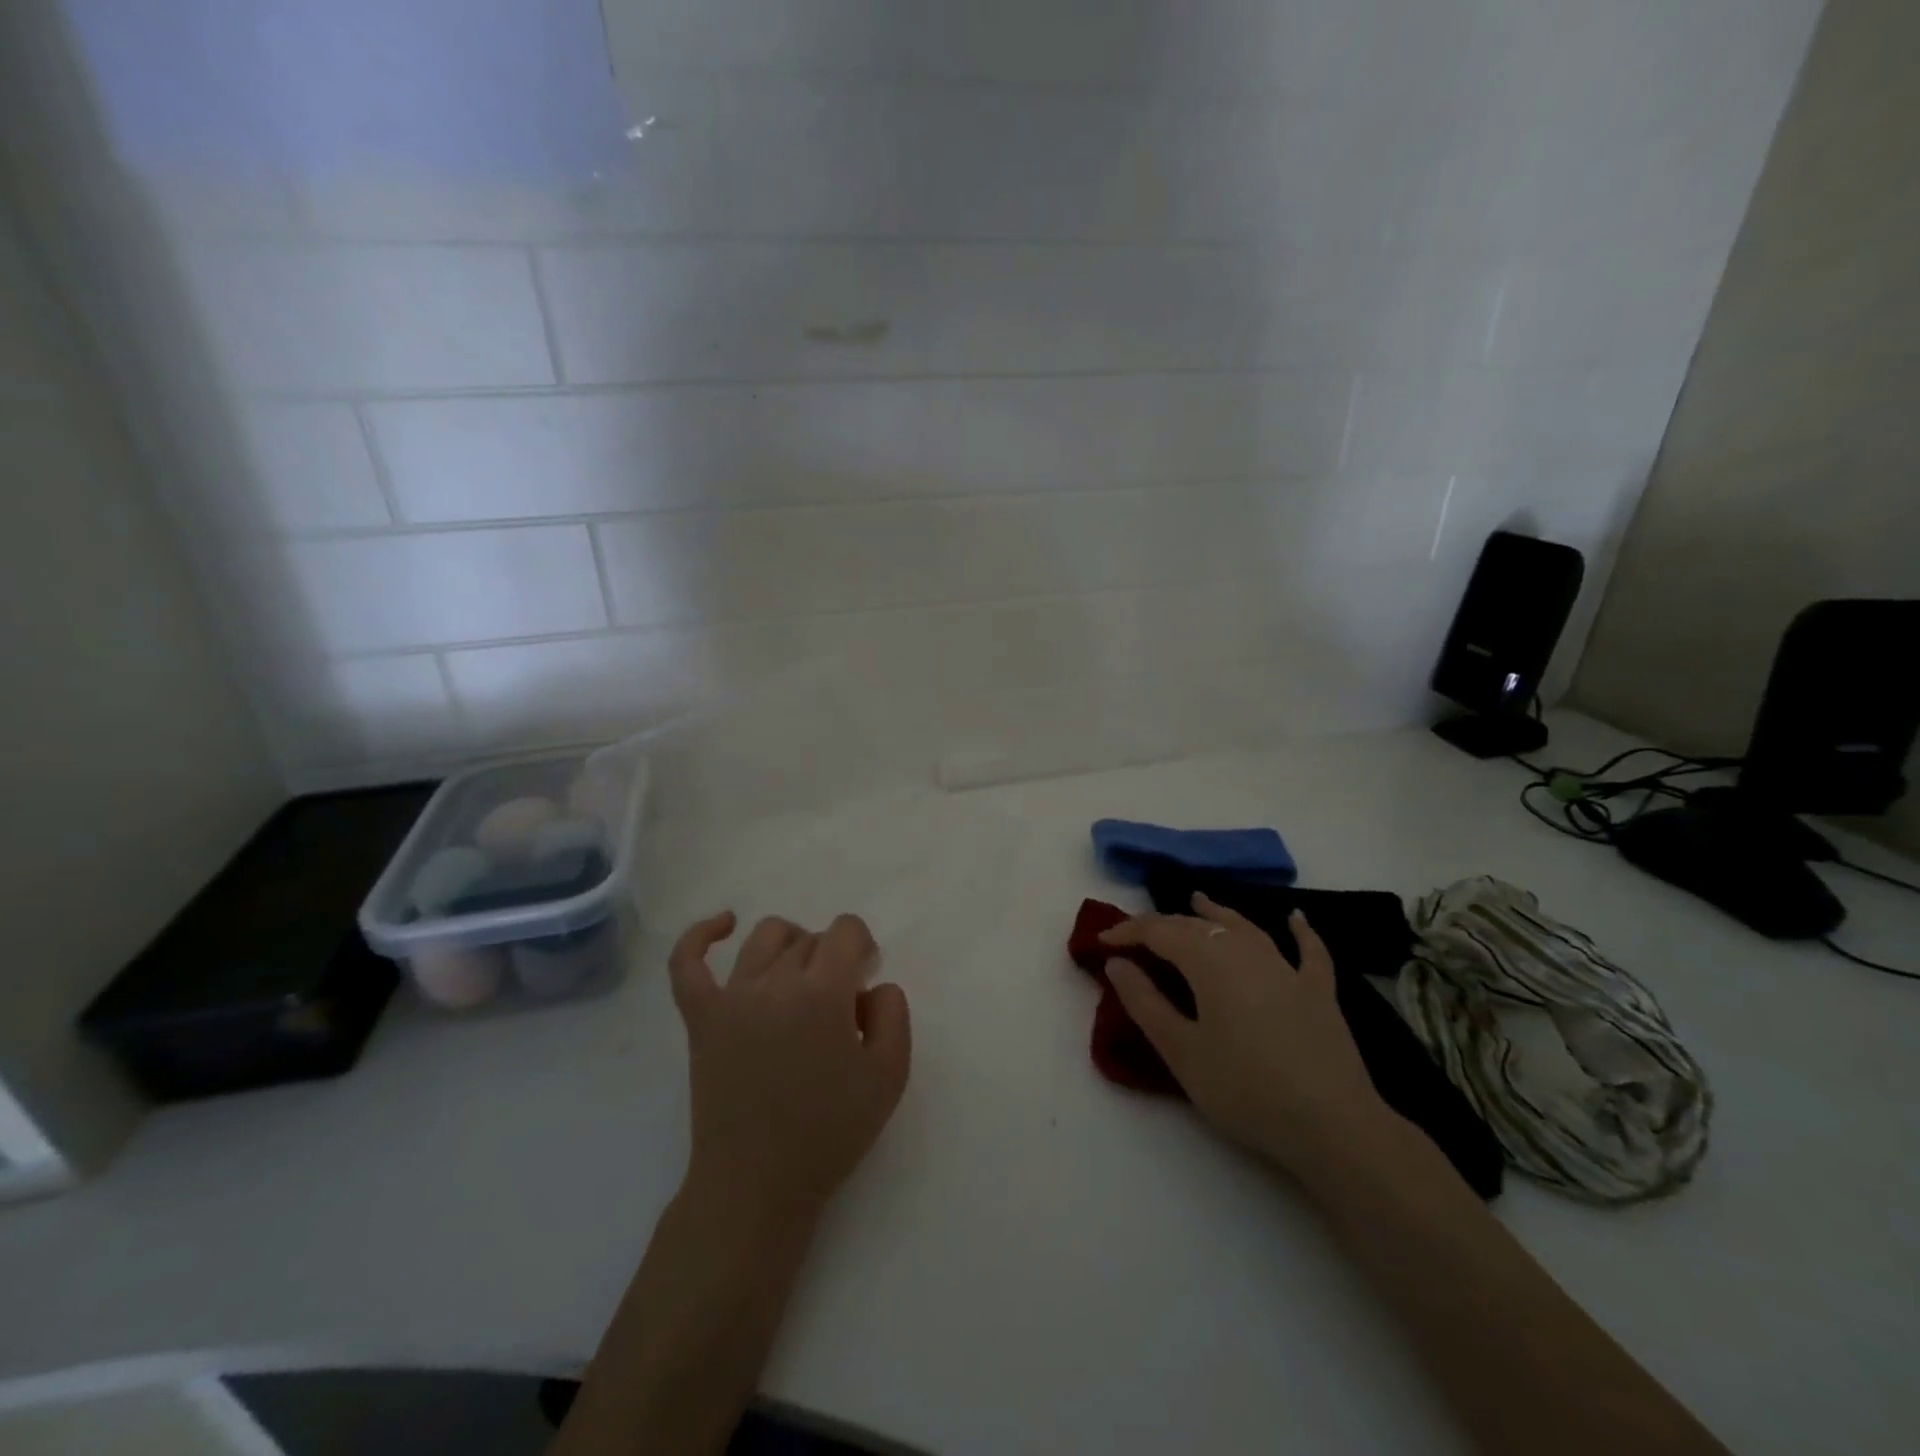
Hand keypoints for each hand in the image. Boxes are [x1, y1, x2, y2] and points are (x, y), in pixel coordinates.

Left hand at [668, 911, 911, 1224]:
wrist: (756, 1186)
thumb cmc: (828, 1133)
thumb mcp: (889, 1076)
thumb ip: (894, 1014)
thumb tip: (872, 985)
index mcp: (823, 992)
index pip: (846, 930)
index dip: (862, 947)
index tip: (864, 980)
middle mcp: (775, 982)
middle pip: (810, 939)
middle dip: (832, 958)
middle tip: (837, 1002)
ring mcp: (731, 997)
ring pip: (764, 938)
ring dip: (791, 944)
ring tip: (800, 974)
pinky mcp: (700, 1018)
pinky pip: (688, 963)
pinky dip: (702, 935)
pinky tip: (724, 924)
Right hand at [1099, 894, 1386, 1174]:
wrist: (1334, 1126)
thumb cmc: (1246, 1090)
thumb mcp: (1182, 1052)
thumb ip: (1145, 1003)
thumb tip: (1116, 963)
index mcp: (1209, 962)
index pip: (1159, 932)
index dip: (1127, 932)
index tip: (1101, 943)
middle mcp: (1246, 951)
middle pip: (1198, 926)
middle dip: (1163, 925)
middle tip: (1137, 936)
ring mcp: (1287, 968)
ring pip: (1245, 927)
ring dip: (1218, 912)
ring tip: (1198, 899)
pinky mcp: (1318, 991)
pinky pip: (1308, 951)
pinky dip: (1300, 931)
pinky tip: (1297, 918)